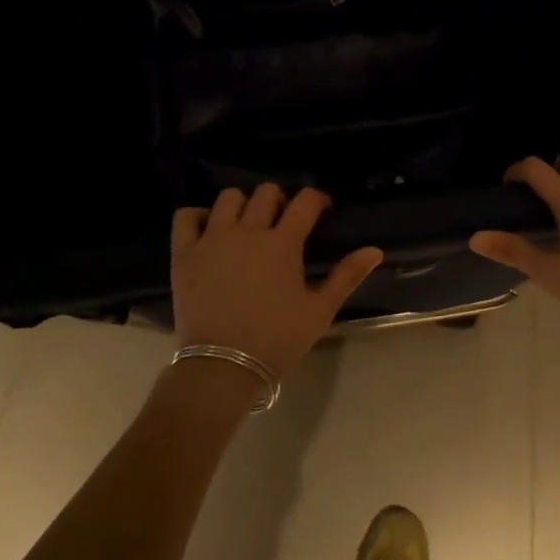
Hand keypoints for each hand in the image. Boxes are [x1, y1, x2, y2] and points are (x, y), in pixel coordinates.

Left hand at [171, 185, 382, 379]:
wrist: (223, 367)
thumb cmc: (277, 340)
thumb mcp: (319, 311)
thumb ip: (347, 276)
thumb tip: (375, 250)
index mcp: (283, 243)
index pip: (304, 202)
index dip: (316, 199)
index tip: (321, 209)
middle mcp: (247, 231)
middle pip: (266, 193)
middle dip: (280, 200)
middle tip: (283, 221)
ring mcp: (212, 239)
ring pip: (228, 198)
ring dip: (243, 205)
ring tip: (247, 225)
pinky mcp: (184, 253)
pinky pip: (186, 216)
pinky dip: (198, 216)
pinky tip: (209, 230)